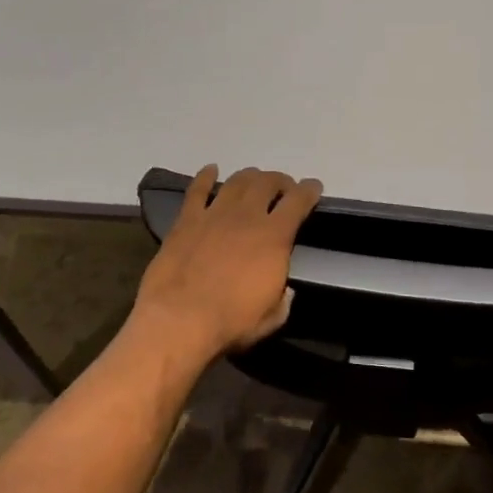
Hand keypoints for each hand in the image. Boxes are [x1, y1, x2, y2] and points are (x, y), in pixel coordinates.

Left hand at [133, 165, 322, 363]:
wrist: (179, 320)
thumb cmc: (231, 322)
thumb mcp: (272, 317)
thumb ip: (283, 298)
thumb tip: (284, 290)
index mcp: (275, 237)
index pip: (298, 201)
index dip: (309, 190)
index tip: (313, 187)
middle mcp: (247, 216)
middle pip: (267, 182)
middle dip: (279, 181)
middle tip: (282, 188)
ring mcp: (214, 214)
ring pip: (237, 181)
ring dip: (250, 176)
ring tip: (254, 180)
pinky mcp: (186, 220)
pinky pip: (197, 190)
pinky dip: (205, 176)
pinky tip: (211, 170)